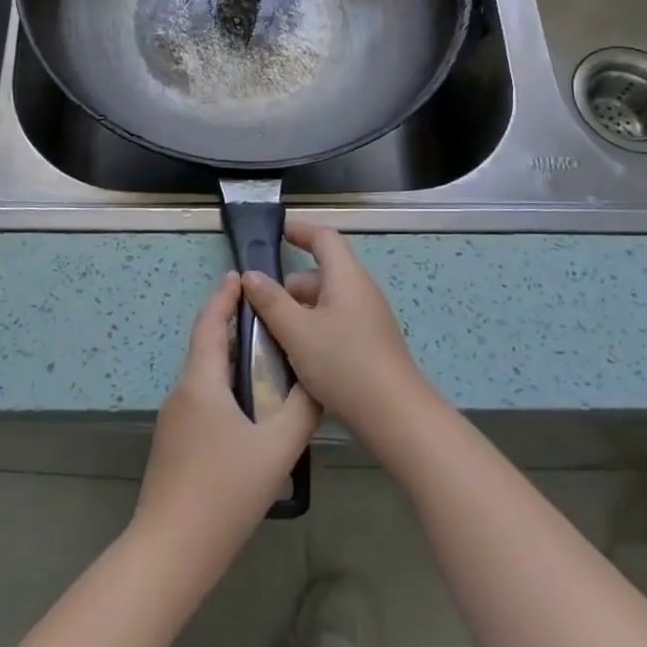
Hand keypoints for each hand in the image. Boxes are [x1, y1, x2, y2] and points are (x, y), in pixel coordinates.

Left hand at [134, 272, 320, 574]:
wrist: (171, 551)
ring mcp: (174, 422)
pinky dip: (227, 394)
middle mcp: (182, 394)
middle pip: (208, 350)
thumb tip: (318, 383)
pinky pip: (203, 404)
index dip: (224, 297)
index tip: (239, 277)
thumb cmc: (223, 491)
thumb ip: (302, 411)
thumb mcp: (275, 449)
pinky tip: (252, 417)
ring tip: (270, 369)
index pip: (209, 324)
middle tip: (272, 327)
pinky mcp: (174, 447)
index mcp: (200, 383)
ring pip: (206, 380)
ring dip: (233, 366)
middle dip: (235, 332)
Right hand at [240, 223, 433, 446]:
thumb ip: (271, 301)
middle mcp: (360, 291)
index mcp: (346, 277)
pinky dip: (314, 329)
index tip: (277, 233)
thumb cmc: (343, 363)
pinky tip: (297, 356)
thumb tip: (251, 275)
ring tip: (273, 335)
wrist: (395, 415)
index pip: (324, 238)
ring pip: (327, 302)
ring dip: (299, 311)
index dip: (300, 231)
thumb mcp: (297, 331)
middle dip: (290, 285)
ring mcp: (369, 319)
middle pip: (322, 273)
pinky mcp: (370, 344)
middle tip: (260, 305)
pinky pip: (336, 323)